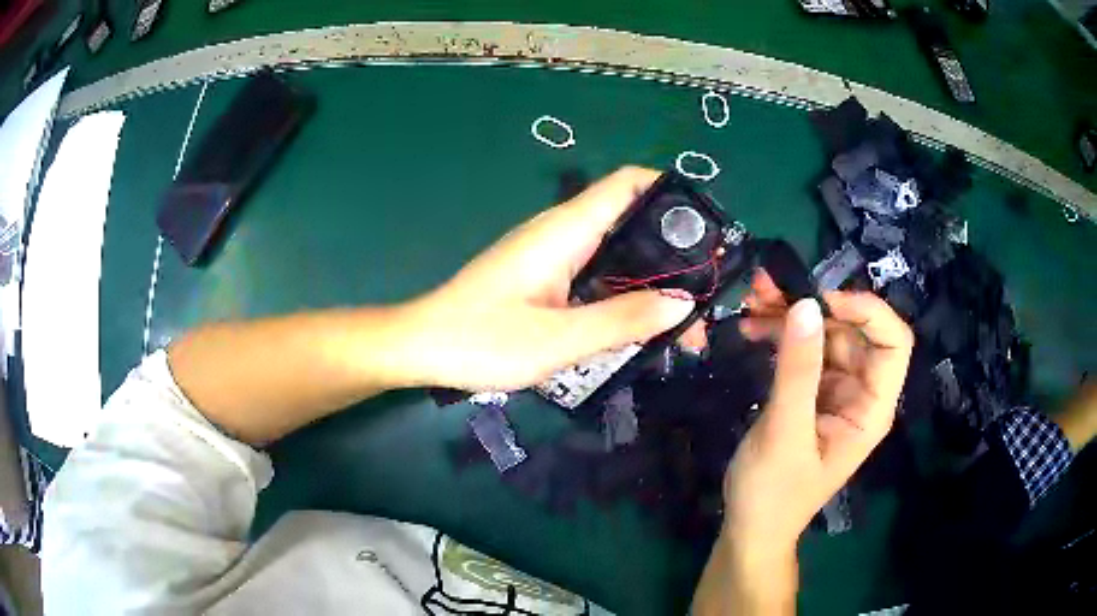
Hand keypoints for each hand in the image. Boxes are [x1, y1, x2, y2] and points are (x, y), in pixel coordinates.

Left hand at [397, 167, 696, 391]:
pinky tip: (638, 327)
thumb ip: (622, 321)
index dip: (672, 193)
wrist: (421, 347)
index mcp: (565, 230)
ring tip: (682, 325)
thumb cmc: (481, 340)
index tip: (707, 234)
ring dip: (651, 282)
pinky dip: (624, 295)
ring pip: (617, 253)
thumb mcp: (557, 339)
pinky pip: (597, 276)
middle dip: (673, 254)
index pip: (628, 183)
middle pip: (632, 221)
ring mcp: (552, 256)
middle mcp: (562, 233)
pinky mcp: (545, 278)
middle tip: (703, 299)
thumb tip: (683, 304)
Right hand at [723, 270, 913, 556]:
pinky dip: (779, 334)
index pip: (893, 343)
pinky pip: (802, 351)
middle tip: (767, 289)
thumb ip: (797, 370)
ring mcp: (834, 391)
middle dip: (814, 306)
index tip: (823, 300)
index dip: (868, 312)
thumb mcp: (785, 432)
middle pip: (852, 331)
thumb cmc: (774, 493)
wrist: (750, 527)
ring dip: (790, 314)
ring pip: (824, 335)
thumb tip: (805, 304)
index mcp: (871, 407)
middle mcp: (860, 392)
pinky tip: (751, 327)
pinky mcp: (810, 393)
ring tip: (752, 300)